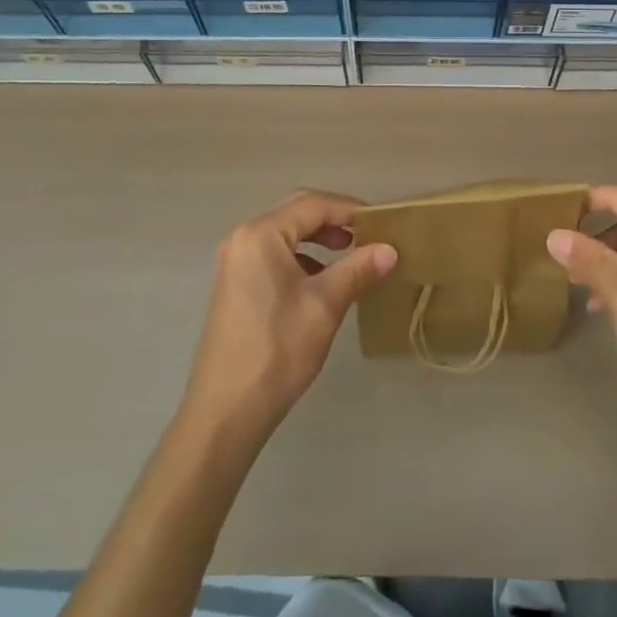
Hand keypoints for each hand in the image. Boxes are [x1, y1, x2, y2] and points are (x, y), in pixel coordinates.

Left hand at [180, 191, 397, 445]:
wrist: (225, 412)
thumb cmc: (277, 350)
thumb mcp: (325, 306)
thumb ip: (357, 269)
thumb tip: (390, 250)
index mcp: (261, 234)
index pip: (313, 204)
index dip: (350, 209)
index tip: (382, 223)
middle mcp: (243, 238)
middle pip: (296, 213)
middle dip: (334, 220)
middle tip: (368, 235)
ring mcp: (235, 261)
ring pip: (285, 234)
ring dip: (318, 238)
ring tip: (350, 254)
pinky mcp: (235, 284)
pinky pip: (273, 254)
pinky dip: (301, 257)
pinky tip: (321, 280)